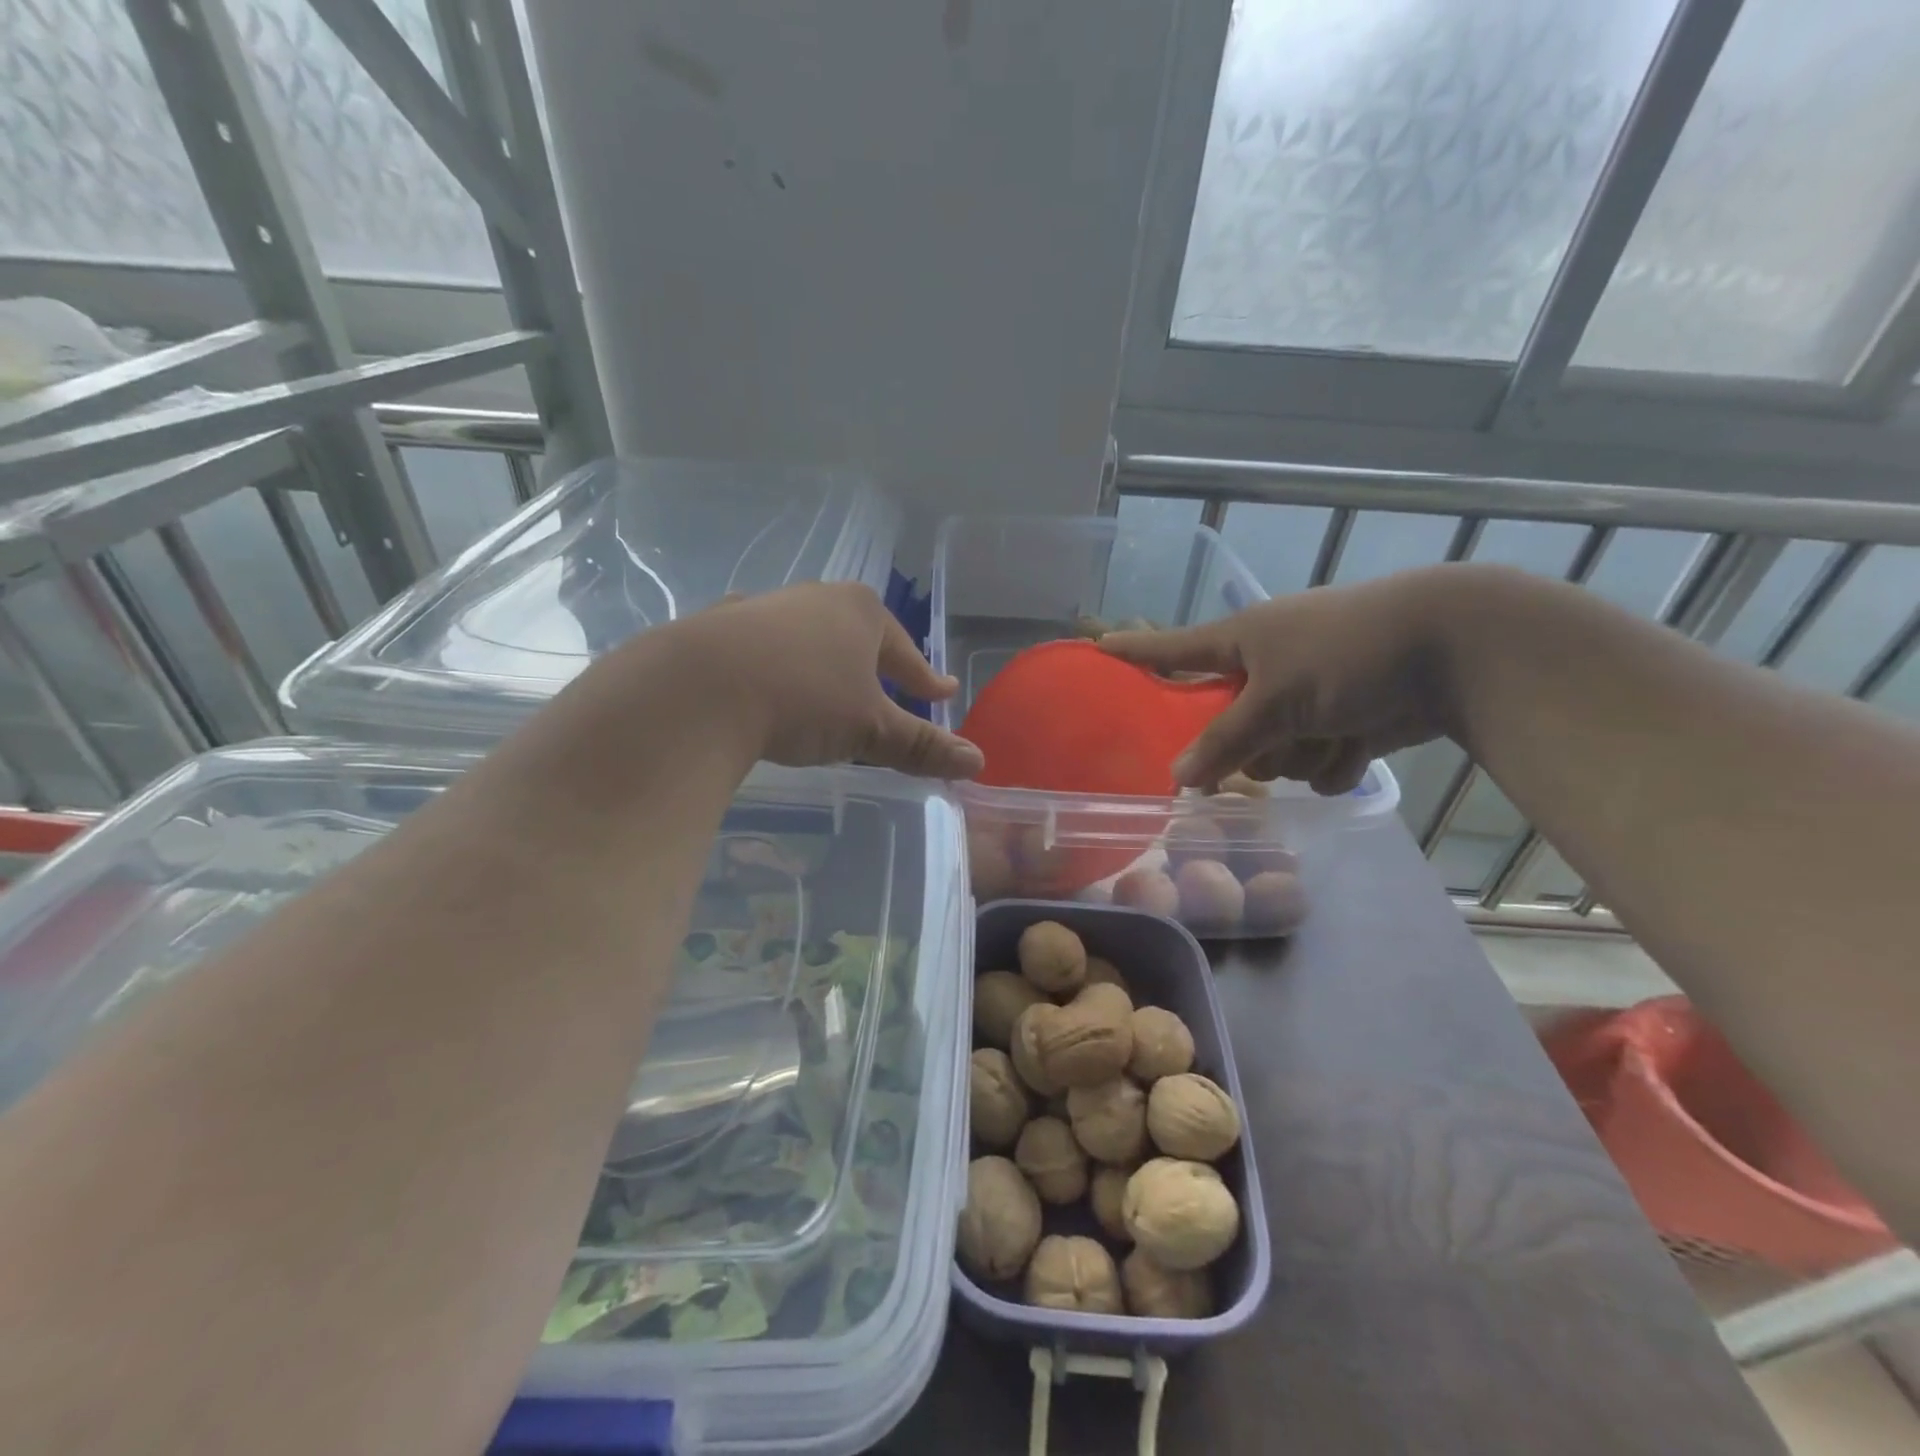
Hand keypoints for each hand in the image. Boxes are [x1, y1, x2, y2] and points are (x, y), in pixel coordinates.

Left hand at [652, 581, 984, 778]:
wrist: (698, 689)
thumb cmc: (804, 700)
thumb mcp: (871, 729)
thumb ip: (922, 745)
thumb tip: (978, 762)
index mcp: (860, 611)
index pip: (905, 651)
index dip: (926, 678)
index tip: (942, 692)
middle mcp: (814, 598)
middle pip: (858, 637)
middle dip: (875, 665)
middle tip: (889, 691)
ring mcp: (763, 608)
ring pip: (808, 639)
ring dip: (823, 663)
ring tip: (828, 690)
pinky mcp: (718, 627)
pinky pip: (762, 649)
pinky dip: (776, 668)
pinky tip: (768, 684)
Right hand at [1100, 567, 1460, 793]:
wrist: (1455, 651)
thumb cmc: (1349, 652)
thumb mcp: (1276, 696)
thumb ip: (1224, 740)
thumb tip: (1177, 778)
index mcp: (1241, 643)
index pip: (1171, 649)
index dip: (1134, 652)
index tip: (1095, 648)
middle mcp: (1265, 671)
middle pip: (1224, 727)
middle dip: (1252, 745)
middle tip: (1272, 738)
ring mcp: (1304, 700)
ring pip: (1272, 756)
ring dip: (1301, 755)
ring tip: (1335, 730)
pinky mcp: (1341, 725)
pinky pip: (1313, 768)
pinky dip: (1334, 764)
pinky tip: (1359, 743)